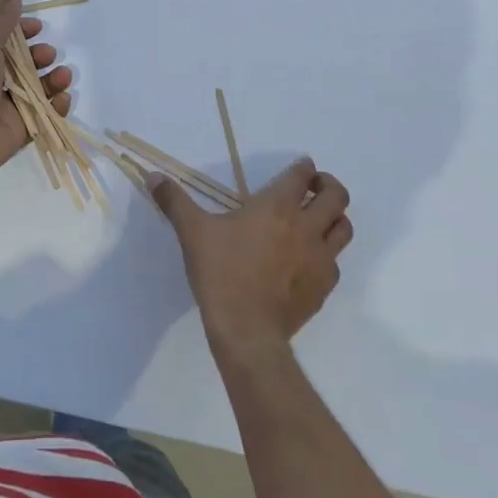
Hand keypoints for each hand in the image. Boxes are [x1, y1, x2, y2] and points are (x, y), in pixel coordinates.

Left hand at [0, 0, 71, 189]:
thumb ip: (1, 20)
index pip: (2, 40)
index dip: (21, 32)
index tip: (38, 27)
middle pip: (22, 64)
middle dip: (39, 56)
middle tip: (47, 54)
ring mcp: (4, 107)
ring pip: (36, 89)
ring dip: (53, 79)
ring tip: (63, 75)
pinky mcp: (19, 130)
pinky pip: (42, 115)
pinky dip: (55, 106)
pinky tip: (62, 98)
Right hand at [150, 159, 350, 365]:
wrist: (246, 329)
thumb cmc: (220, 273)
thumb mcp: (192, 232)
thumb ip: (174, 201)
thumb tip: (153, 176)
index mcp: (276, 207)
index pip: (302, 175)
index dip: (304, 167)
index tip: (301, 167)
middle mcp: (306, 226)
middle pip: (336, 196)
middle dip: (329, 185)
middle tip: (315, 188)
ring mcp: (320, 257)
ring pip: (344, 227)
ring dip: (335, 218)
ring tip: (319, 219)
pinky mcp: (324, 286)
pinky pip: (336, 262)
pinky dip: (328, 254)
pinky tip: (310, 260)